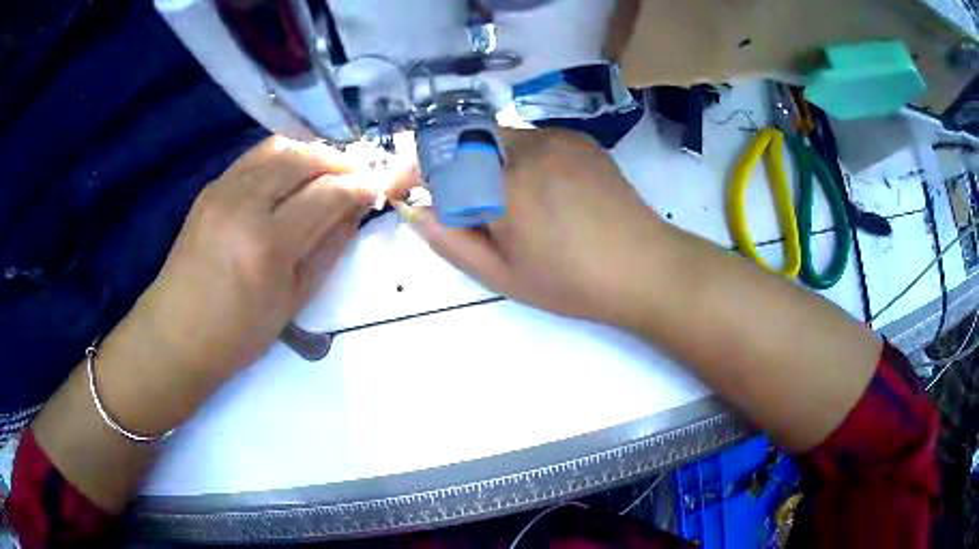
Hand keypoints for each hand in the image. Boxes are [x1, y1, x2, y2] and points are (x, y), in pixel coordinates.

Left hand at [132, 136, 374, 381]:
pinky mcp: (210, 187)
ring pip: (278, 147)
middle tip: (357, 175)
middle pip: (304, 158)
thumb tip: (355, 211)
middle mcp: (244, 204)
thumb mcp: (293, 301)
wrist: (177, 333)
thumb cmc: (238, 333)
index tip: (376, 187)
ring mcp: (222, 190)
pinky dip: (282, 156)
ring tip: (326, 171)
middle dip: (339, 161)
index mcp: (268, 244)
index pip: (327, 194)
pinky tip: (290, 175)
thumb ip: (328, 249)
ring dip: (311, 153)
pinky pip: (254, 156)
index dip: (359, 186)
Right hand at [393, 128, 664, 327]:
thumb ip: (450, 239)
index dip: (411, 167)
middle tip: (453, 199)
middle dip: (447, 162)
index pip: (439, 157)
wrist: (644, 267)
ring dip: (482, 159)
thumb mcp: (502, 275)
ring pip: (498, 135)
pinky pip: (531, 138)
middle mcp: (529, 148)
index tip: (400, 187)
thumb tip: (413, 209)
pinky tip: (537, 189)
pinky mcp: (579, 138)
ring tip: (501, 201)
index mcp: (506, 186)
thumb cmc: (572, 282)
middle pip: (466, 136)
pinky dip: (515, 156)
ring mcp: (558, 138)